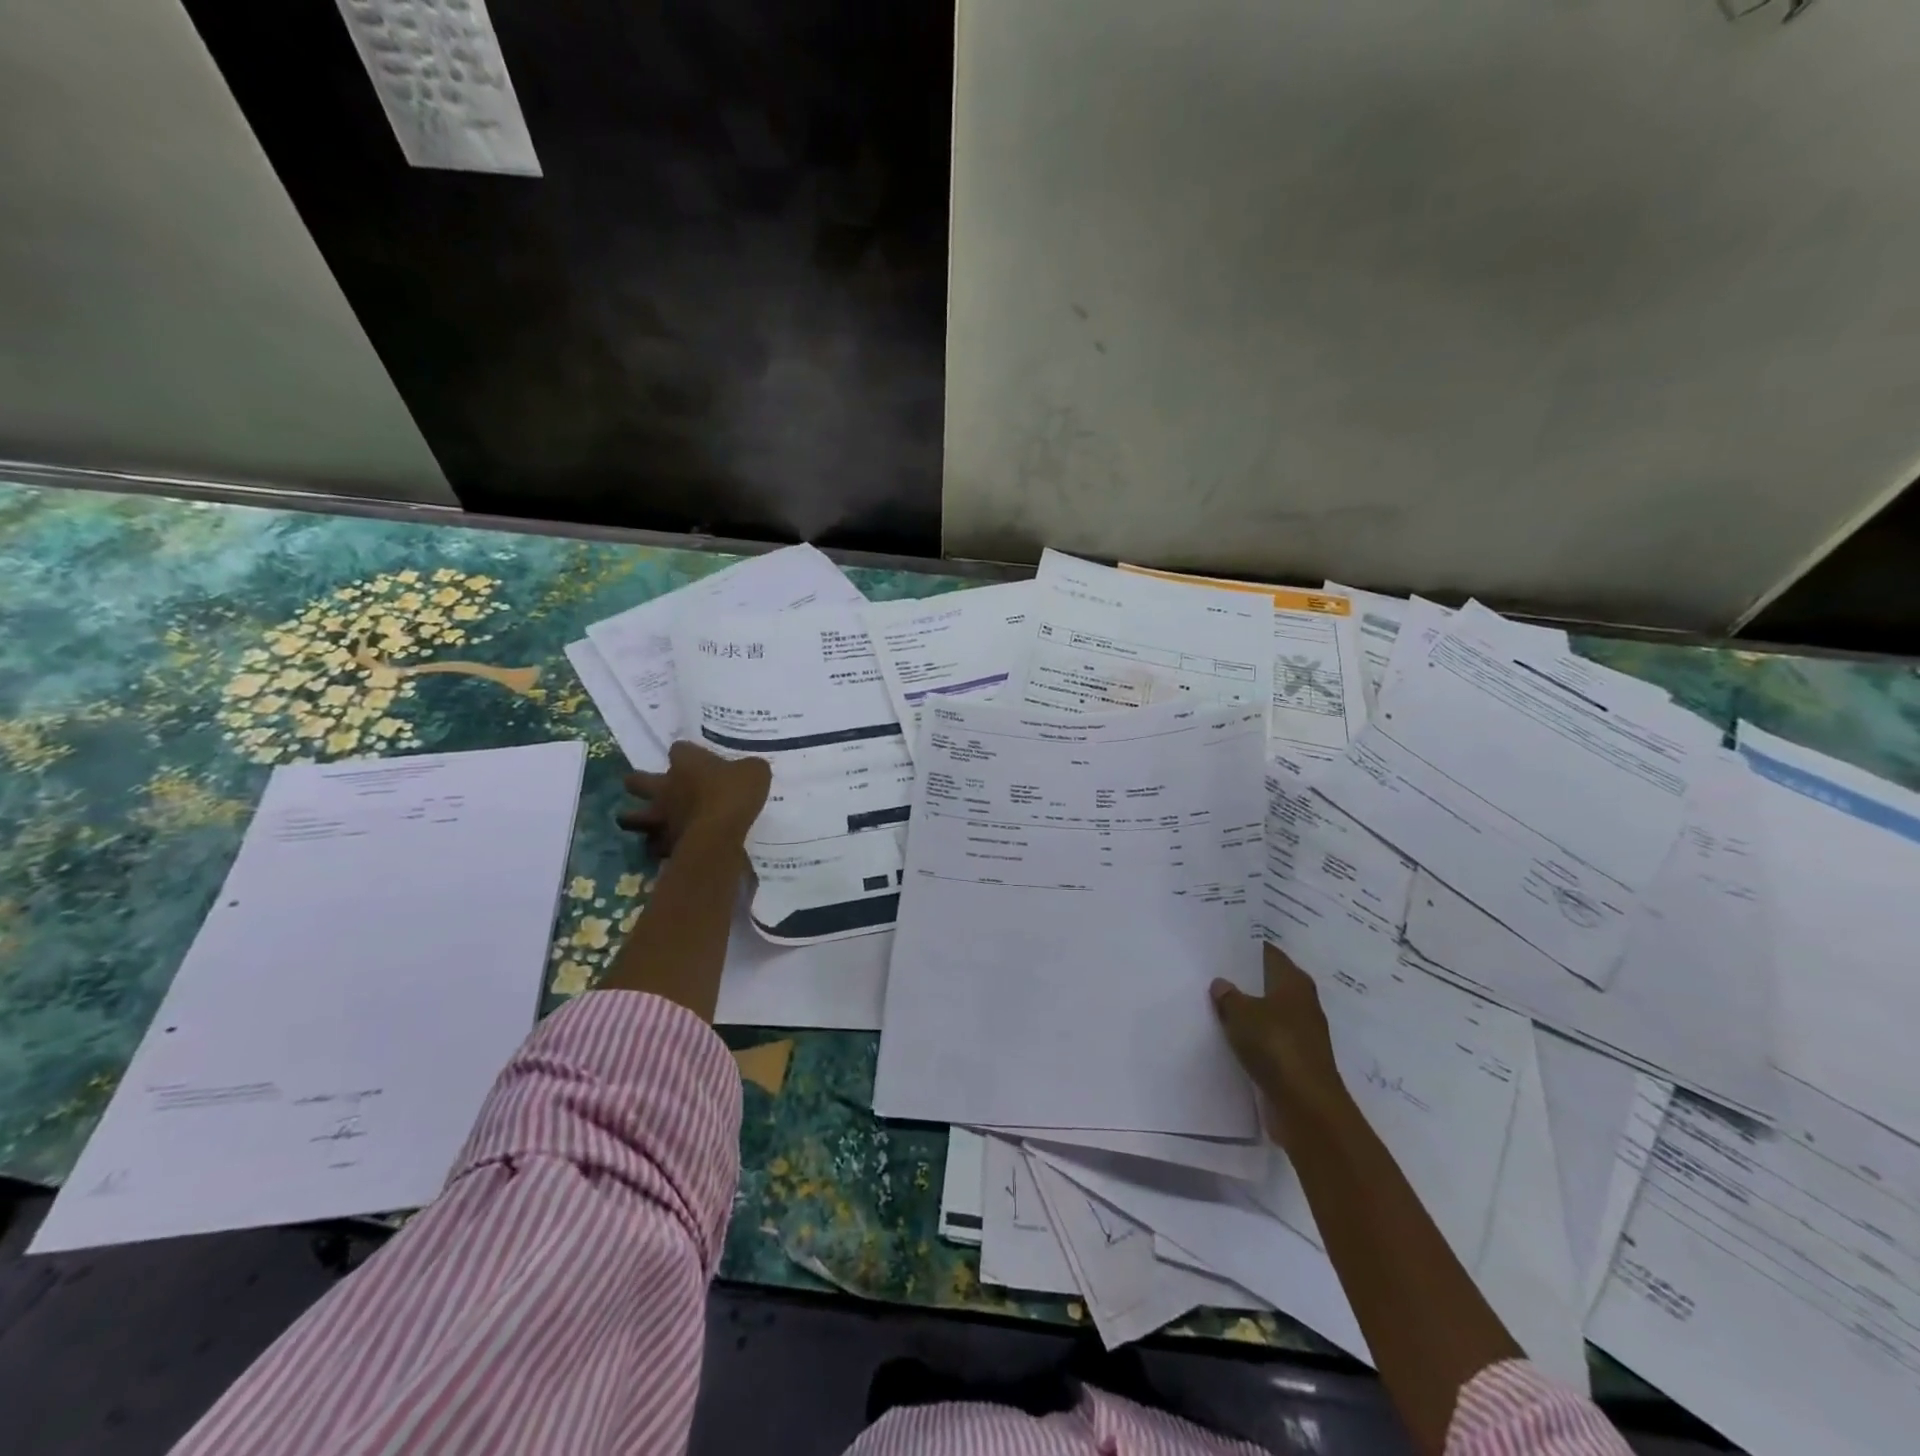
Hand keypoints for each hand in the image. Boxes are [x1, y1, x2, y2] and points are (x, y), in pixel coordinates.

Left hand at [619, 742, 770, 855]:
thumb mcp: (755, 772)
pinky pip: (653, 845)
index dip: (686, 753)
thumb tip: (750, 768)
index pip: (679, 748)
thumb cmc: (733, 795)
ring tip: (646, 822)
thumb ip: (749, 768)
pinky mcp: (662, 844)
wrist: (717, 835)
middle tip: (650, 787)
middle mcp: (665, 787)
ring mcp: (660, 817)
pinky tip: (668, 847)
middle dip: (639, 783)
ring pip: (632, 817)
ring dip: (636, 818)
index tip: (696, 759)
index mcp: (686, 763)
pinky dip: (658, 846)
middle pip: (636, 781)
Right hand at [1211, 945, 1345, 1144]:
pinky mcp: (1296, 1061)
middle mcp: (1303, 1003)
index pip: (1268, 954)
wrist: (1306, 1105)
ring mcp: (1302, 1034)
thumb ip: (1228, 996)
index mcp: (1294, 982)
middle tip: (1211, 974)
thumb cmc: (1275, 1045)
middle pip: (1269, 984)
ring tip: (1215, 1005)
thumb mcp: (1241, 1013)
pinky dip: (1252, 1038)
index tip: (1221, 946)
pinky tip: (1229, 1037)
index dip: (1246, 949)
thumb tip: (1221, 984)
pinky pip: (1268, 1040)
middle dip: (1244, 981)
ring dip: (1247, 1012)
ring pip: (1268, 1014)